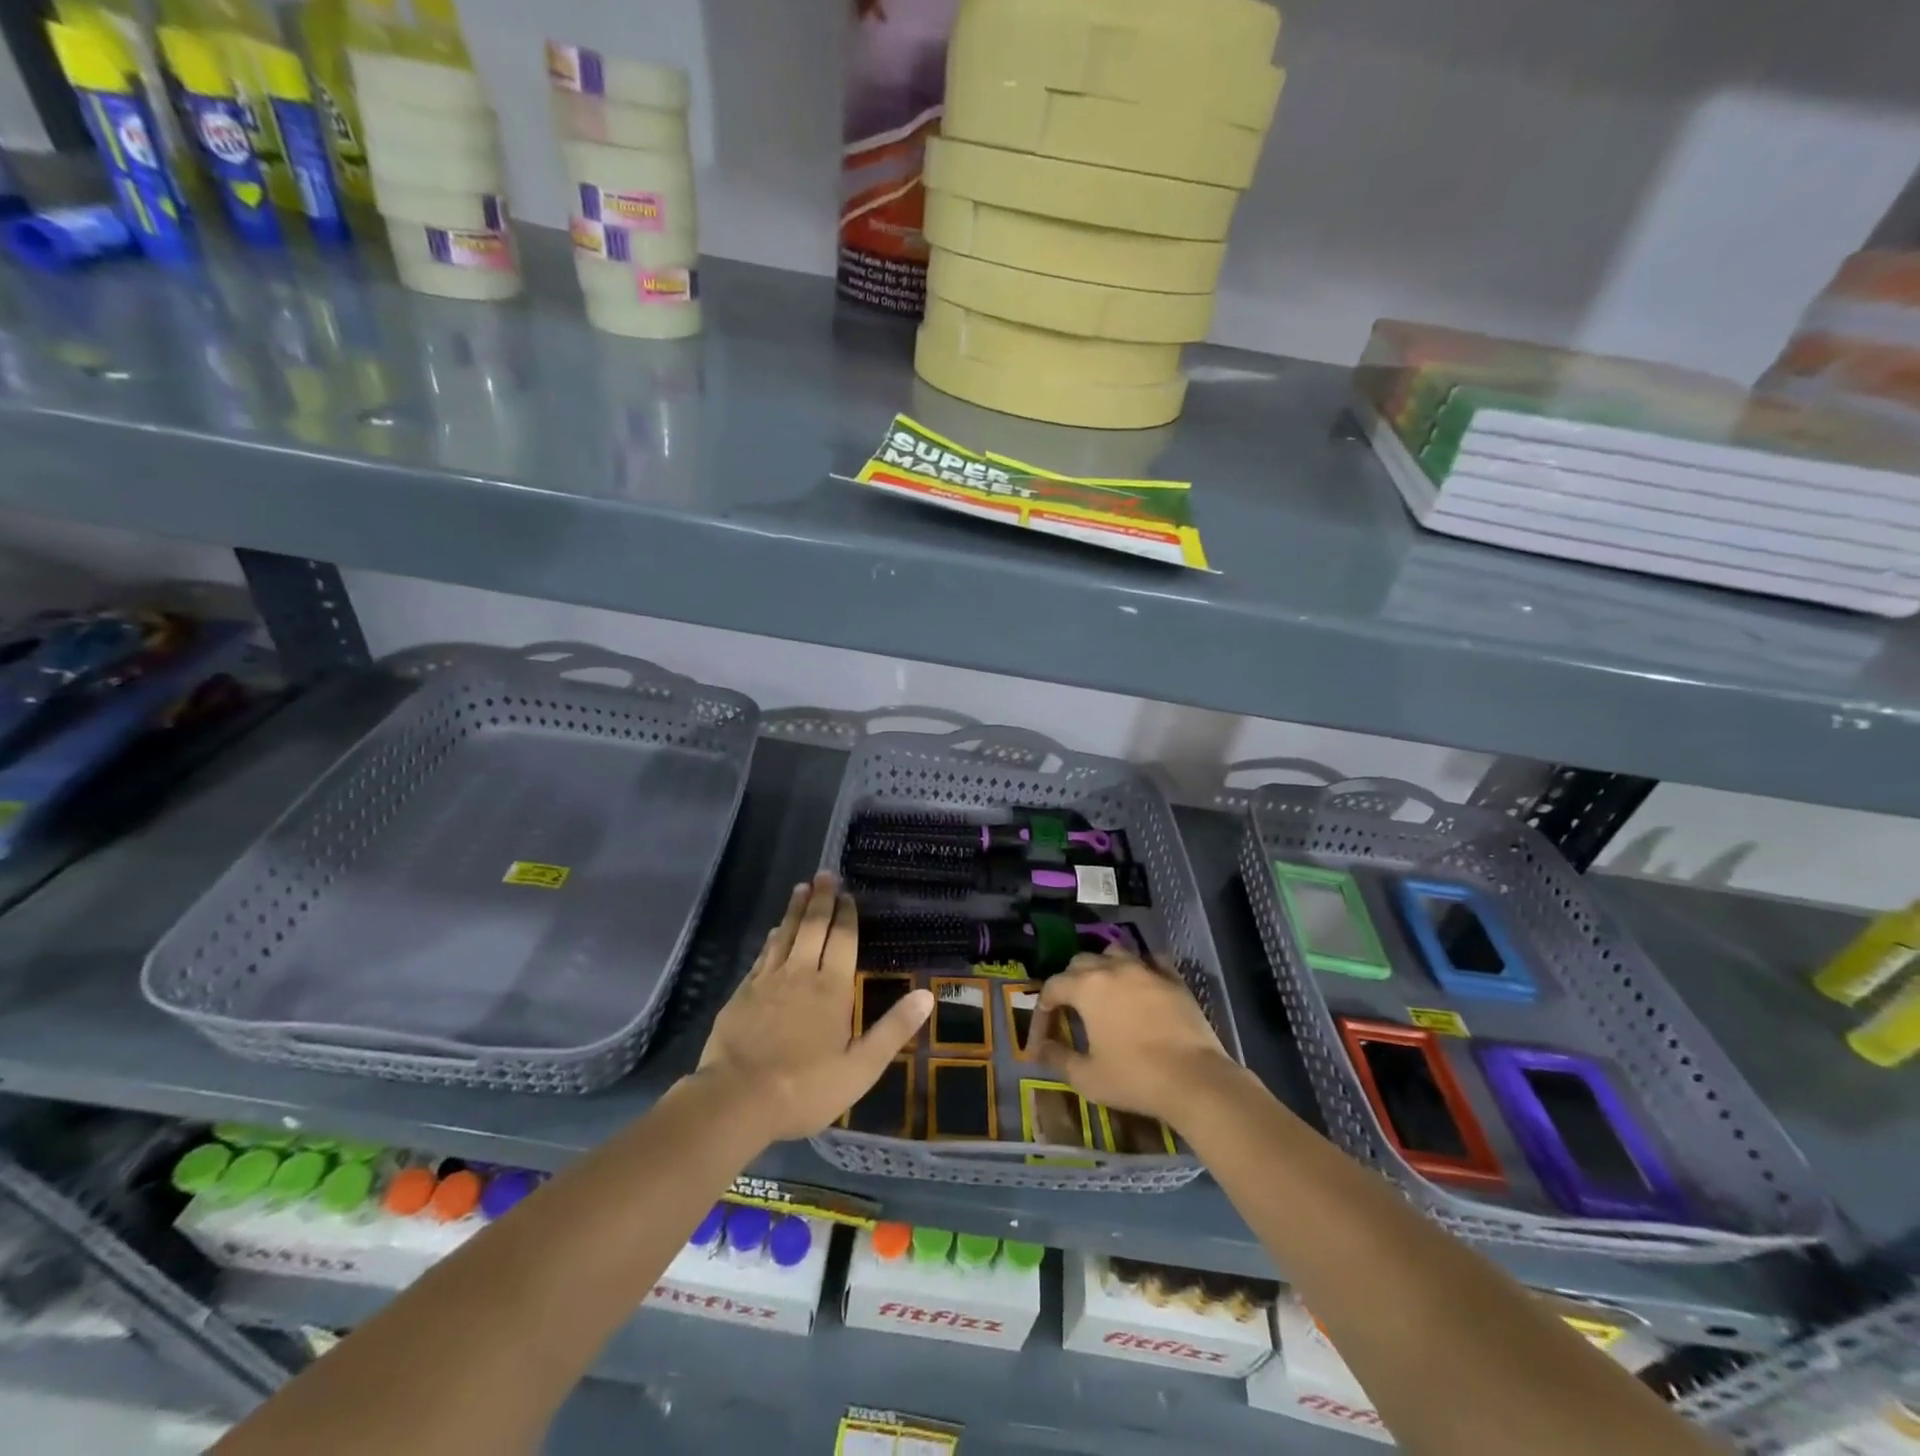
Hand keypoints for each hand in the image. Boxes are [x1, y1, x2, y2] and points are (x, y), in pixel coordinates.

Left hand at [697, 873, 931, 1141]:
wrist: (735, 1100)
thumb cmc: (805, 1088)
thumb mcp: (860, 1068)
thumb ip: (893, 1029)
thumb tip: (927, 995)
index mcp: (831, 988)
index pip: (842, 939)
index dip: (846, 915)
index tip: (848, 894)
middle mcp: (800, 973)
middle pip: (813, 927)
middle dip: (821, 899)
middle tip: (825, 875)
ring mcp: (768, 981)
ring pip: (785, 934)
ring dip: (796, 909)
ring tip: (801, 888)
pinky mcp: (742, 993)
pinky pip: (763, 954)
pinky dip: (772, 937)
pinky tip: (774, 931)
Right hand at [1037, 950, 1237, 1125]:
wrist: (1195, 1080)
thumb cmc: (1134, 1078)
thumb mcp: (1087, 1077)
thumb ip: (1058, 1058)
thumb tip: (1039, 1049)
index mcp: (1087, 987)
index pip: (1052, 986)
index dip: (1042, 1009)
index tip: (1043, 1036)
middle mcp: (1113, 968)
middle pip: (1081, 962)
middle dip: (1069, 982)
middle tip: (1070, 1010)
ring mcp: (1146, 969)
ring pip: (1115, 953)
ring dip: (1103, 967)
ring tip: (1104, 990)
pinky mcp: (1173, 978)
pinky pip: (1151, 961)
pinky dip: (1141, 968)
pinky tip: (1142, 983)